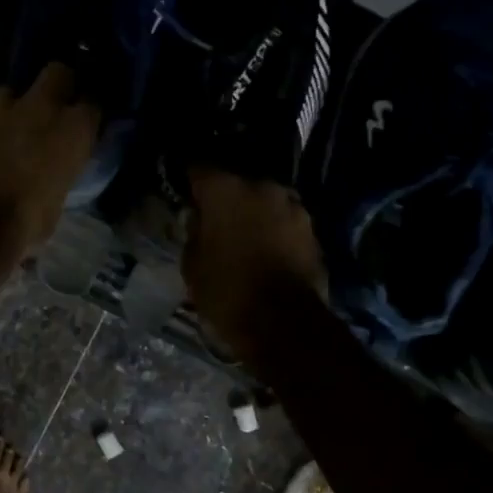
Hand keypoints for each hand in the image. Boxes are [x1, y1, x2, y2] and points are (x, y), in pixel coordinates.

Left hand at [0, 63, 98, 257]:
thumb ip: (57, 174)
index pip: (92, 105)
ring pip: (8, 93)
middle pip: (57, 73)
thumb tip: (51, 174)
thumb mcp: (56, 202)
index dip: (84, 114)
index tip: (79, 125)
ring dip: (7, 110)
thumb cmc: (24, 223)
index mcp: (72, 131)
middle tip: (46, 109)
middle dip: (54, 86)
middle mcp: (39, 107)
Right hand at [182, 168, 328, 363]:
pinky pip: (282, 221)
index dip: (188, 179)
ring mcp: (292, 206)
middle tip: (212, 217)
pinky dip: (272, 230)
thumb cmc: (226, 290)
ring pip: (263, 201)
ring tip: (240, 234)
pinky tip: (262, 248)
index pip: (199, 169)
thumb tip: (199, 220)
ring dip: (252, 213)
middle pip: (236, 184)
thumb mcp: (191, 264)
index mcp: (225, 190)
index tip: (181, 188)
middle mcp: (261, 187)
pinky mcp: (312, 230)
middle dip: (224, 198)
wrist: (283, 323)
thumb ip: (194, 232)